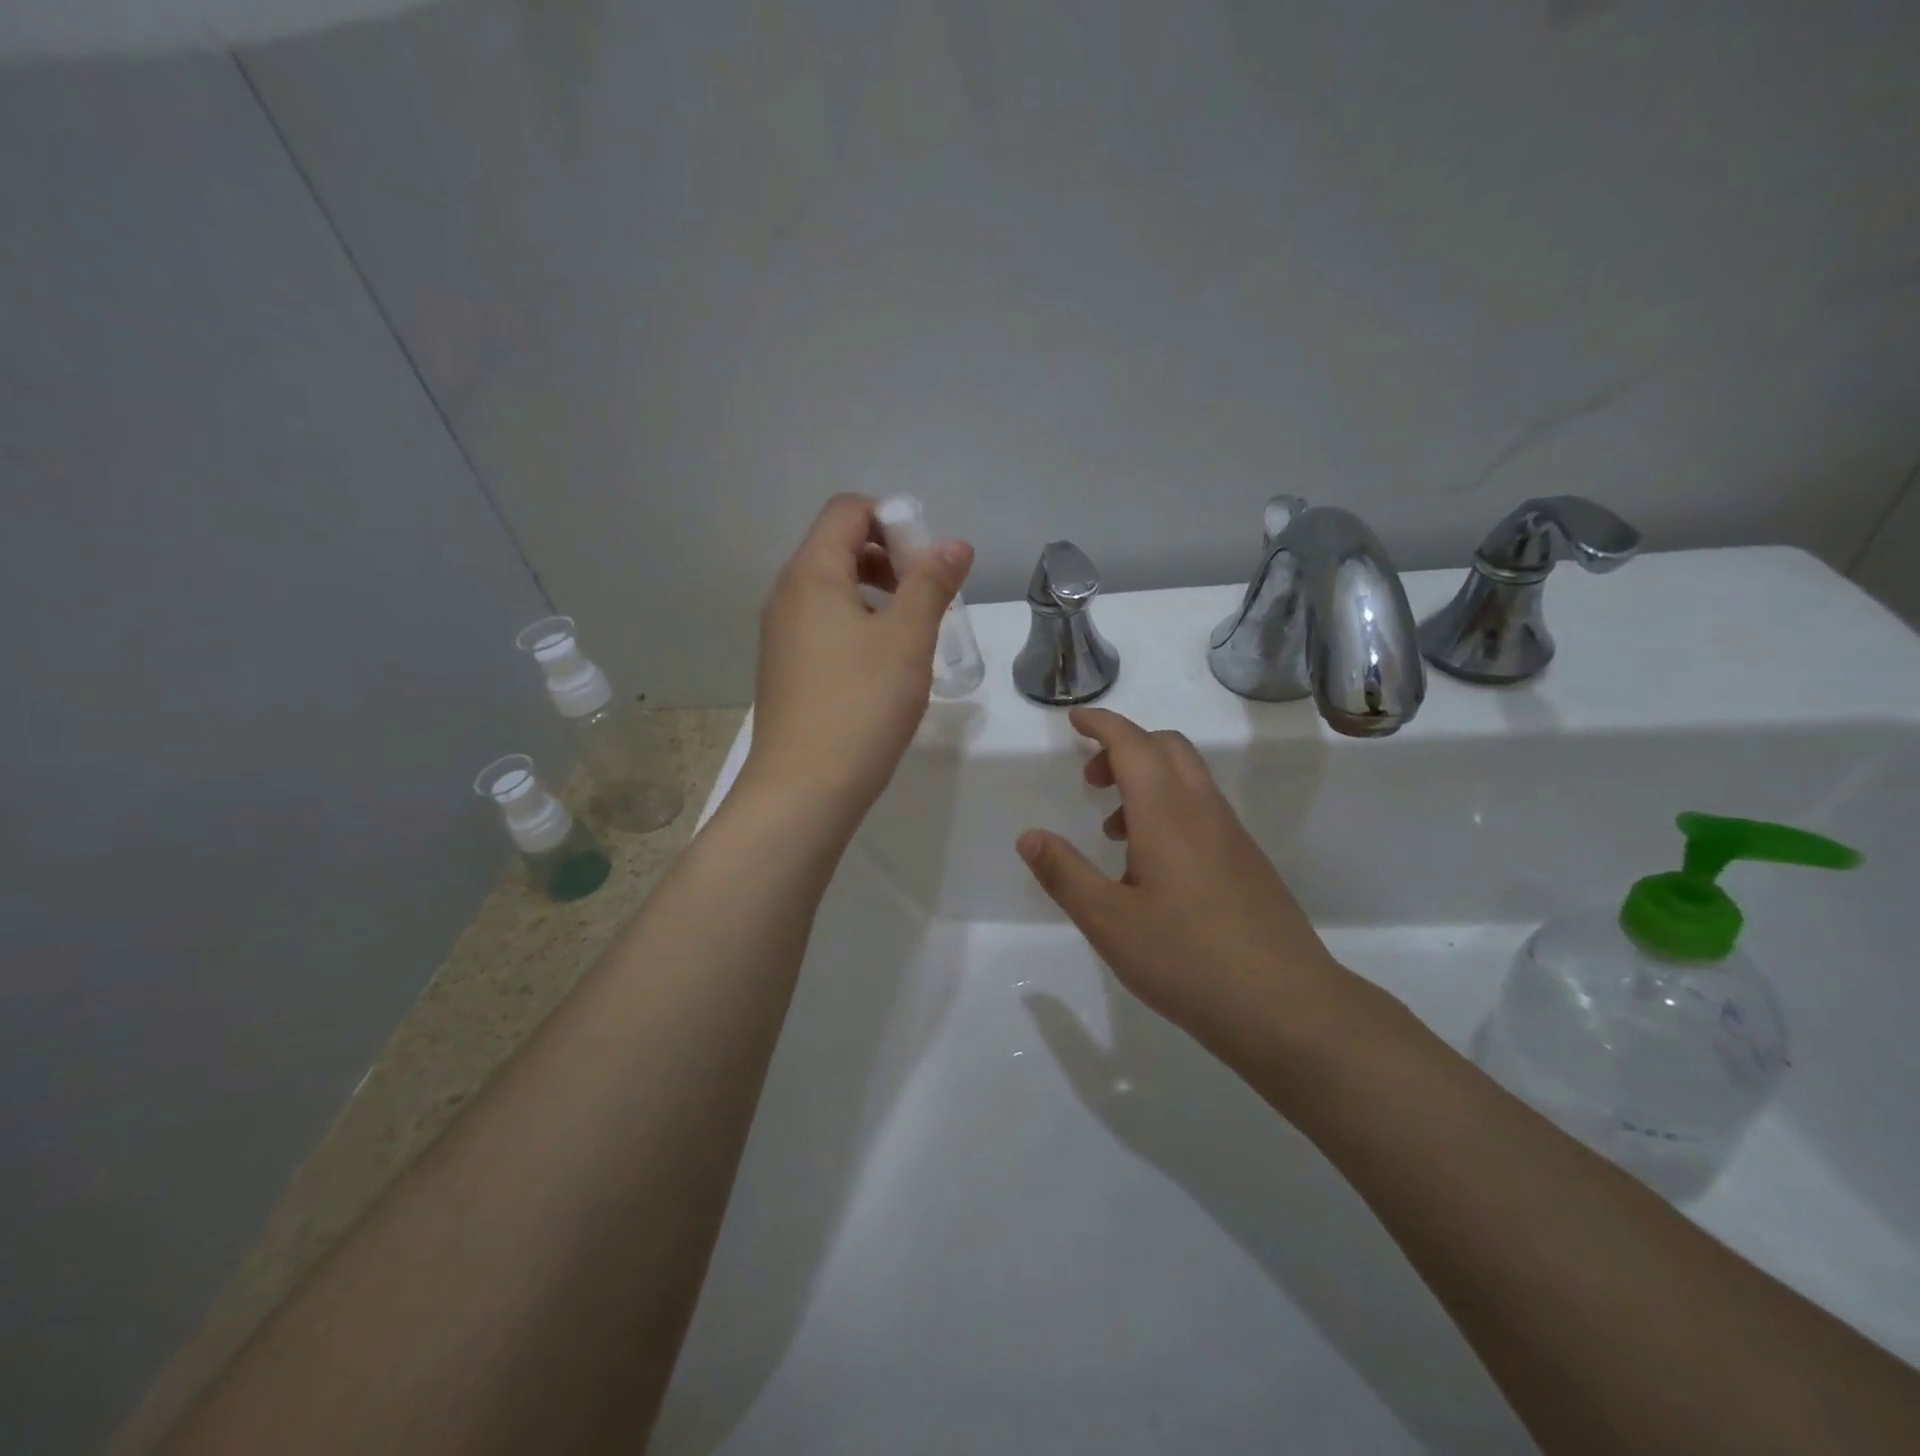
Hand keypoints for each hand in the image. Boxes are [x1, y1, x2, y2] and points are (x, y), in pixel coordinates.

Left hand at [741, 494, 972, 827]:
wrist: (803, 790)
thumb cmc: (860, 706)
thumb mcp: (907, 640)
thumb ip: (932, 584)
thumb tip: (954, 544)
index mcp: (812, 574)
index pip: (847, 510)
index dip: (893, 519)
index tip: (928, 561)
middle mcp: (788, 596)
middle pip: (838, 546)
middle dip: (889, 558)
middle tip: (927, 597)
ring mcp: (782, 635)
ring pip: (833, 590)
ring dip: (877, 595)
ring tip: (912, 635)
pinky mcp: (786, 670)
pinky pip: (824, 625)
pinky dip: (858, 626)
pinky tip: (884, 668)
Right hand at [1016, 707, 1361, 1065]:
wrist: (1286, 1006)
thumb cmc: (1186, 959)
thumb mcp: (1109, 921)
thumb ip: (1064, 874)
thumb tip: (1029, 837)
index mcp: (1167, 813)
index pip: (1132, 744)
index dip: (1102, 725)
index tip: (1075, 720)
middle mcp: (1203, 811)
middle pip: (1167, 748)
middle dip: (1125, 747)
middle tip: (1090, 780)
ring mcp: (1232, 836)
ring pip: (1188, 779)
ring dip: (1147, 781)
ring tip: (1114, 831)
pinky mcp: (1248, 862)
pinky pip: (1203, 810)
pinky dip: (1170, 809)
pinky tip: (1153, 867)